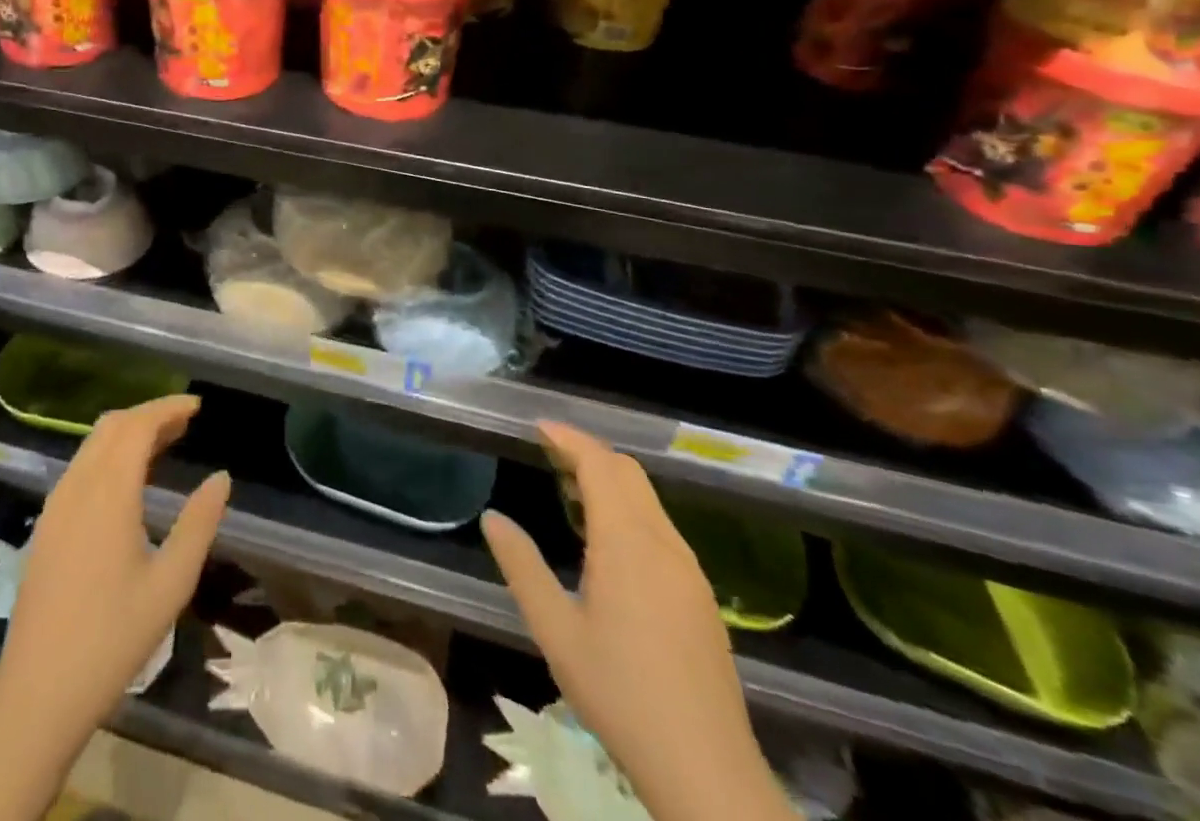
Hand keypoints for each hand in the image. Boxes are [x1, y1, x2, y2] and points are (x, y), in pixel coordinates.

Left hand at [0, 394, 231, 739]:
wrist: (38, 692)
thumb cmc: (113, 638)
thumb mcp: (171, 583)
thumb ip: (199, 524)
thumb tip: (221, 477)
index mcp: (109, 493)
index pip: (138, 425)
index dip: (168, 408)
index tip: (197, 406)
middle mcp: (78, 486)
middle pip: (112, 425)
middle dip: (149, 415)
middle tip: (185, 423)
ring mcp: (56, 505)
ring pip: (92, 444)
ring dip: (128, 433)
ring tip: (165, 444)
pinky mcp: (46, 525)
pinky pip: (80, 467)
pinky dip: (109, 455)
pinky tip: (129, 481)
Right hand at [481, 422, 794, 820]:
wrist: (707, 771)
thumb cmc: (620, 694)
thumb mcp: (555, 630)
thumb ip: (521, 566)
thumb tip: (492, 517)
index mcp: (626, 542)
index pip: (600, 465)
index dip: (569, 438)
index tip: (538, 427)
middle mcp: (663, 543)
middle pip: (628, 473)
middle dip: (588, 453)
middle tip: (548, 454)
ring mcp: (688, 569)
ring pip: (648, 500)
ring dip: (610, 481)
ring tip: (570, 491)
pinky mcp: (700, 595)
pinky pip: (661, 528)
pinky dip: (629, 510)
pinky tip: (607, 542)